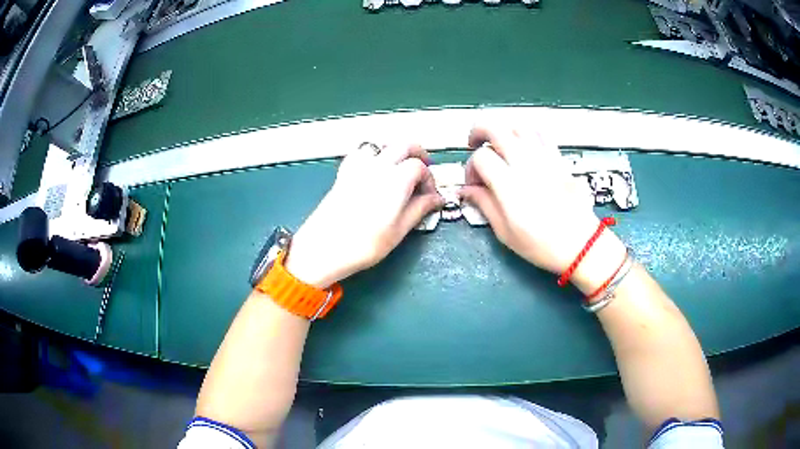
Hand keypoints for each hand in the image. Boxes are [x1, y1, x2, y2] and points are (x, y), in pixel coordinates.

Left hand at [284, 143, 443, 287]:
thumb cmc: (363, 244)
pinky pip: (361, 152)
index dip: (429, 179)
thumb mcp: (399, 230)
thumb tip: (435, 199)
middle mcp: (378, 166)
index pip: (420, 167)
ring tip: (401, 167)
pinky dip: (373, 154)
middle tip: (424, 169)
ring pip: (382, 145)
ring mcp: (359, 167)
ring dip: (396, 150)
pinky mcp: (344, 173)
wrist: (324, 248)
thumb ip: (420, 209)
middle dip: (418, 154)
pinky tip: (374, 169)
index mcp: (396, 179)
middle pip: (403, 145)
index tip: (429, 196)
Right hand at [459, 126, 625, 291]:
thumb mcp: (505, 232)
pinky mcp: (558, 159)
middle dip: (479, 132)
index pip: (481, 157)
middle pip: (496, 129)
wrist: (580, 244)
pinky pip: (541, 134)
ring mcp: (544, 159)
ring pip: (518, 127)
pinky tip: (523, 145)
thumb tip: (467, 190)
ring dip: (503, 131)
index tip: (474, 183)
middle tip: (474, 144)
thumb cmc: (541, 245)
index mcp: (509, 185)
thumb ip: (484, 204)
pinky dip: (527, 133)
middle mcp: (525, 164)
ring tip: (499, 144)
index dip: (470, 167)